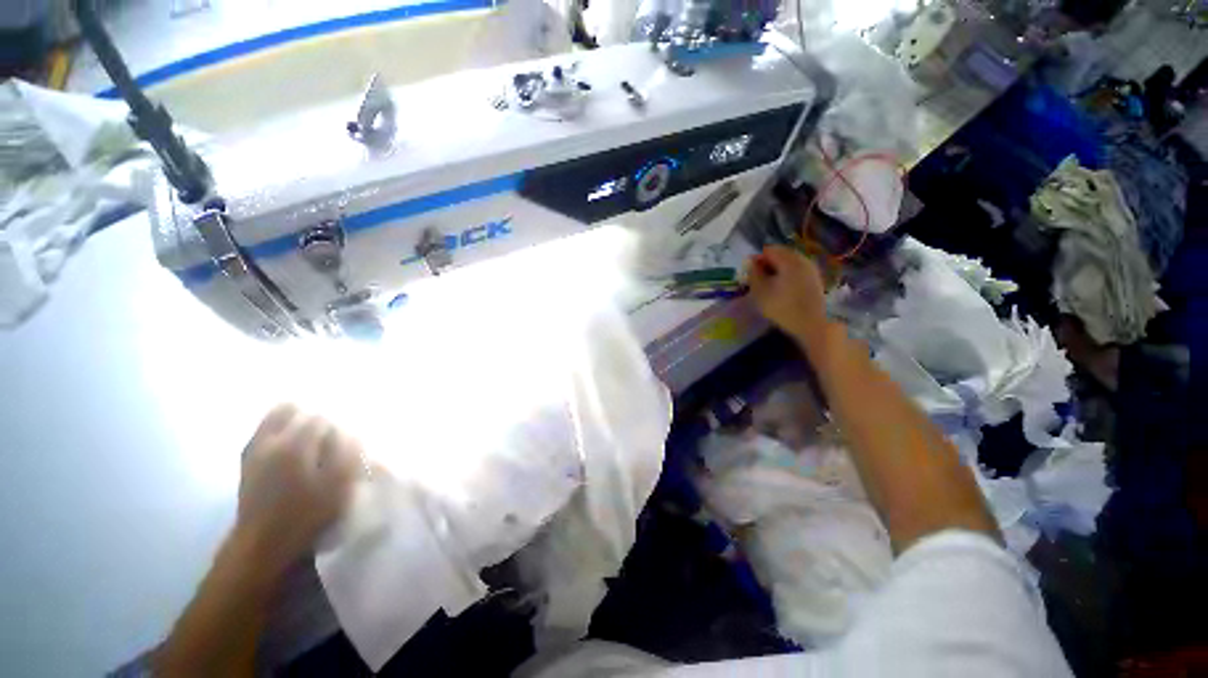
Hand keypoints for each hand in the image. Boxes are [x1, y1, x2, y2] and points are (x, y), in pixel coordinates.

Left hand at [234, 404, 362, 574]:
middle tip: (325, 434)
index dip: (335, 427)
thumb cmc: (306, 515)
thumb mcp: (338, 486)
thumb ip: (347, 453)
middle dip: (311, 417)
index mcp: (294, 445)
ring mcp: (253, 451)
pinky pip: (262, 433)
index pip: (320, 418)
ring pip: (272, 418)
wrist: (262, 544)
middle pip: (290, 409)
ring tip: (308, 437)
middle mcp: (269, 441)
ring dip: (291, 420)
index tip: (344, 440)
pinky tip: (288, 447)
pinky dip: (276, 431)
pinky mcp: (245, 463)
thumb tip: (349, 432)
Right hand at [747, 245, 827, 340]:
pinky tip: (783, 291)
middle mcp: (802, 259)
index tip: (751, 275)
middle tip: (759, 281)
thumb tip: (751, 262)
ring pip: (789, 263)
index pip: (768, 250)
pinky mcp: (815, 280)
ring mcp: (811, 269)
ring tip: (770, 287)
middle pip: (781, 255)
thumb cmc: (782, 307)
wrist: (813, 325)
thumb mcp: (760, 291)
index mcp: (789, 259)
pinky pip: (797, 271)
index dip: (757, 260)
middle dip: (768, 265)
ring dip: (778, 271)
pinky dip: (787, 277)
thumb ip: (753, 273)